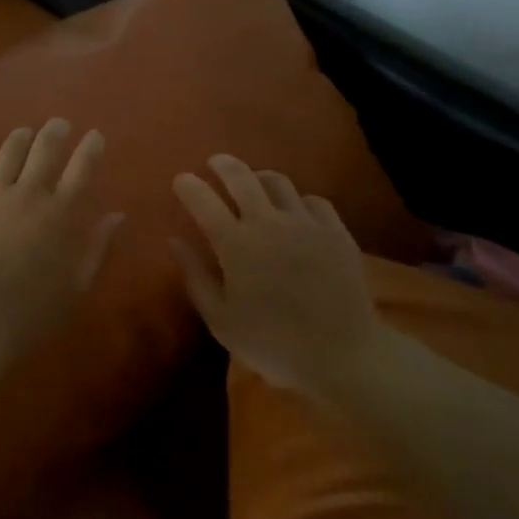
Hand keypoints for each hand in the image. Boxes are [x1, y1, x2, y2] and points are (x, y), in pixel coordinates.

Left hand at [0, 119, 124, 358]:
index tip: (94, 135)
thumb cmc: (34, 313)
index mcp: (61, 213)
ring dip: (21, 137)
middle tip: (59, 124)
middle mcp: (28, 193)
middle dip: (56, 132)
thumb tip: (118, 215)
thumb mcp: (78, 285)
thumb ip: (99, 246)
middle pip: (45, 149)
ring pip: (9, 151)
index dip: (91, 147)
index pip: (82, 168)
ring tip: (25, 133)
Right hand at [170, 155, 382, 397]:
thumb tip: (174, 240)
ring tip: (253, 183)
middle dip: (223, 164)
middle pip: (241, 176)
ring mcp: (306, 223)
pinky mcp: (336, 231)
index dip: (189, 186)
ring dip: (259, 178)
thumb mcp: (221, 320)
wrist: (343, 355)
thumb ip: (196, 276)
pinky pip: (313, 200)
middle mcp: (269, 222)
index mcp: (236, 244)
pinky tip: (295, 211)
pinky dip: (297, 200)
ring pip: (278, 182)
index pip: (203, 200)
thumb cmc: (273, 344)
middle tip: (214, 163)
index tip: (181, 180)